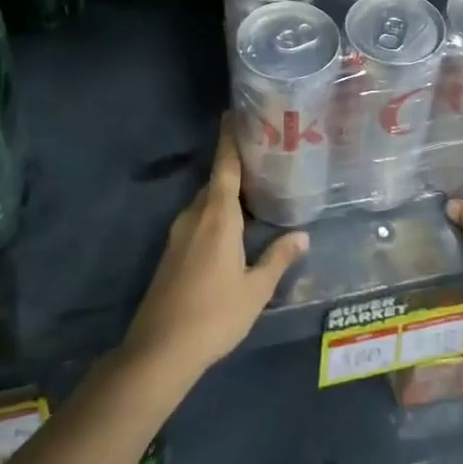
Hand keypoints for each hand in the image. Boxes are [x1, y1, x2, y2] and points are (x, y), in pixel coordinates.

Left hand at [122, 117, 308, 379]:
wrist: (159, 350)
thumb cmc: (214, 315)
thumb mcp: (256, 289)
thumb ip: (278, 258)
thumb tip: (302, 235)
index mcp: (217, 216)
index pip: (225, 166)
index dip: (230, 138)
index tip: (236, 113)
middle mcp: (195, 216)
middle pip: (216, 181)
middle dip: (236, 167)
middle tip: (264, 158)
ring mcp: (179, 234)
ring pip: (206, 203)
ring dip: (227, 194)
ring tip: (255, 192)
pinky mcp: (172, 253)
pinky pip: (198, 220)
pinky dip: (216, 214)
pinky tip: (234, 229)